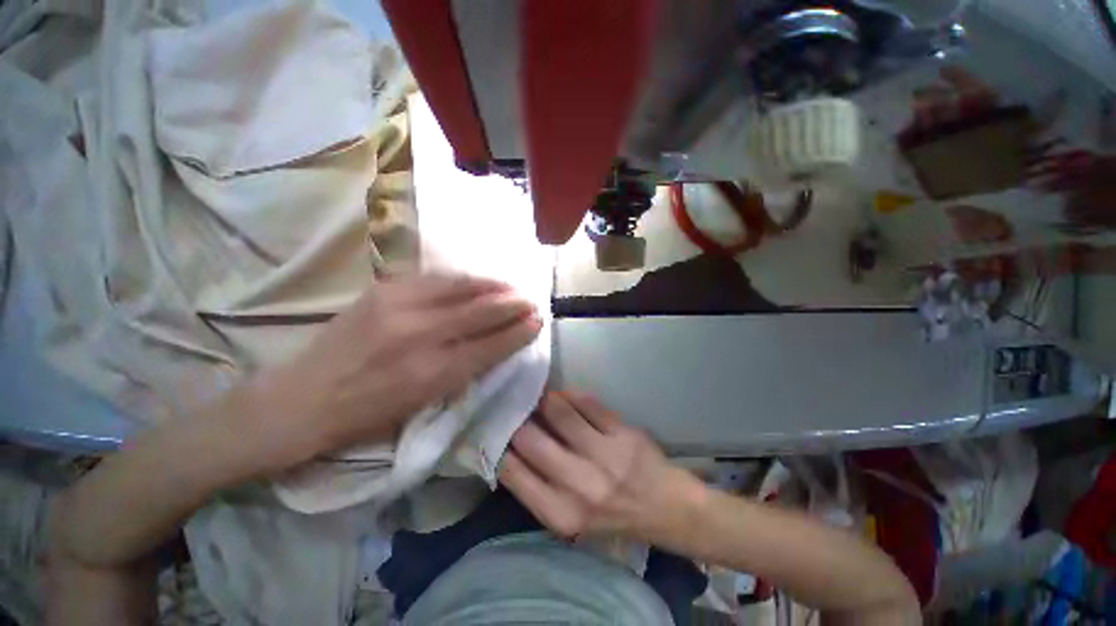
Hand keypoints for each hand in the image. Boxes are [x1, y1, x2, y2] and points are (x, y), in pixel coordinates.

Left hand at [248, 274, 541, 470]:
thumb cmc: (368, 414)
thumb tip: (495, 345)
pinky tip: (476, 280)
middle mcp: (420, 336)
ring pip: (461, 288)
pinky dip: (463, 279)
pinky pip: (435, 279)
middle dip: (513, 305)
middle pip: (481, 312)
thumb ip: (463, 371)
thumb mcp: (424, 404)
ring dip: (492, 286)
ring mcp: (399, 307)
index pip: (491, 344)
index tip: (537, 322)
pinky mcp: (383, 290)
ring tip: (511, 287)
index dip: (518, 332)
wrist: (303, 398)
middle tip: (531, 301)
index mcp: (432, 373)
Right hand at [499, 391, 699, 539]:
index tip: (494, 429)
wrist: (664, 508)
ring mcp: (604, 456)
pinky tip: (564, 395)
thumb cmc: (611, 517)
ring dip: (543, 399)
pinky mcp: (622, 433)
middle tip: (513, 406)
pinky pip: (586, 402)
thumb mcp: (568, 519)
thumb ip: (538, 487)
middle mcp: (580, 485)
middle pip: (531, 438)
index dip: (498, 445)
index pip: (512, 472)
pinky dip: (570, 395)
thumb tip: (509, 446)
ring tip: (537, 395)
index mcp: (561, 514)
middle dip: (517, 418)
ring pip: (558, 411)